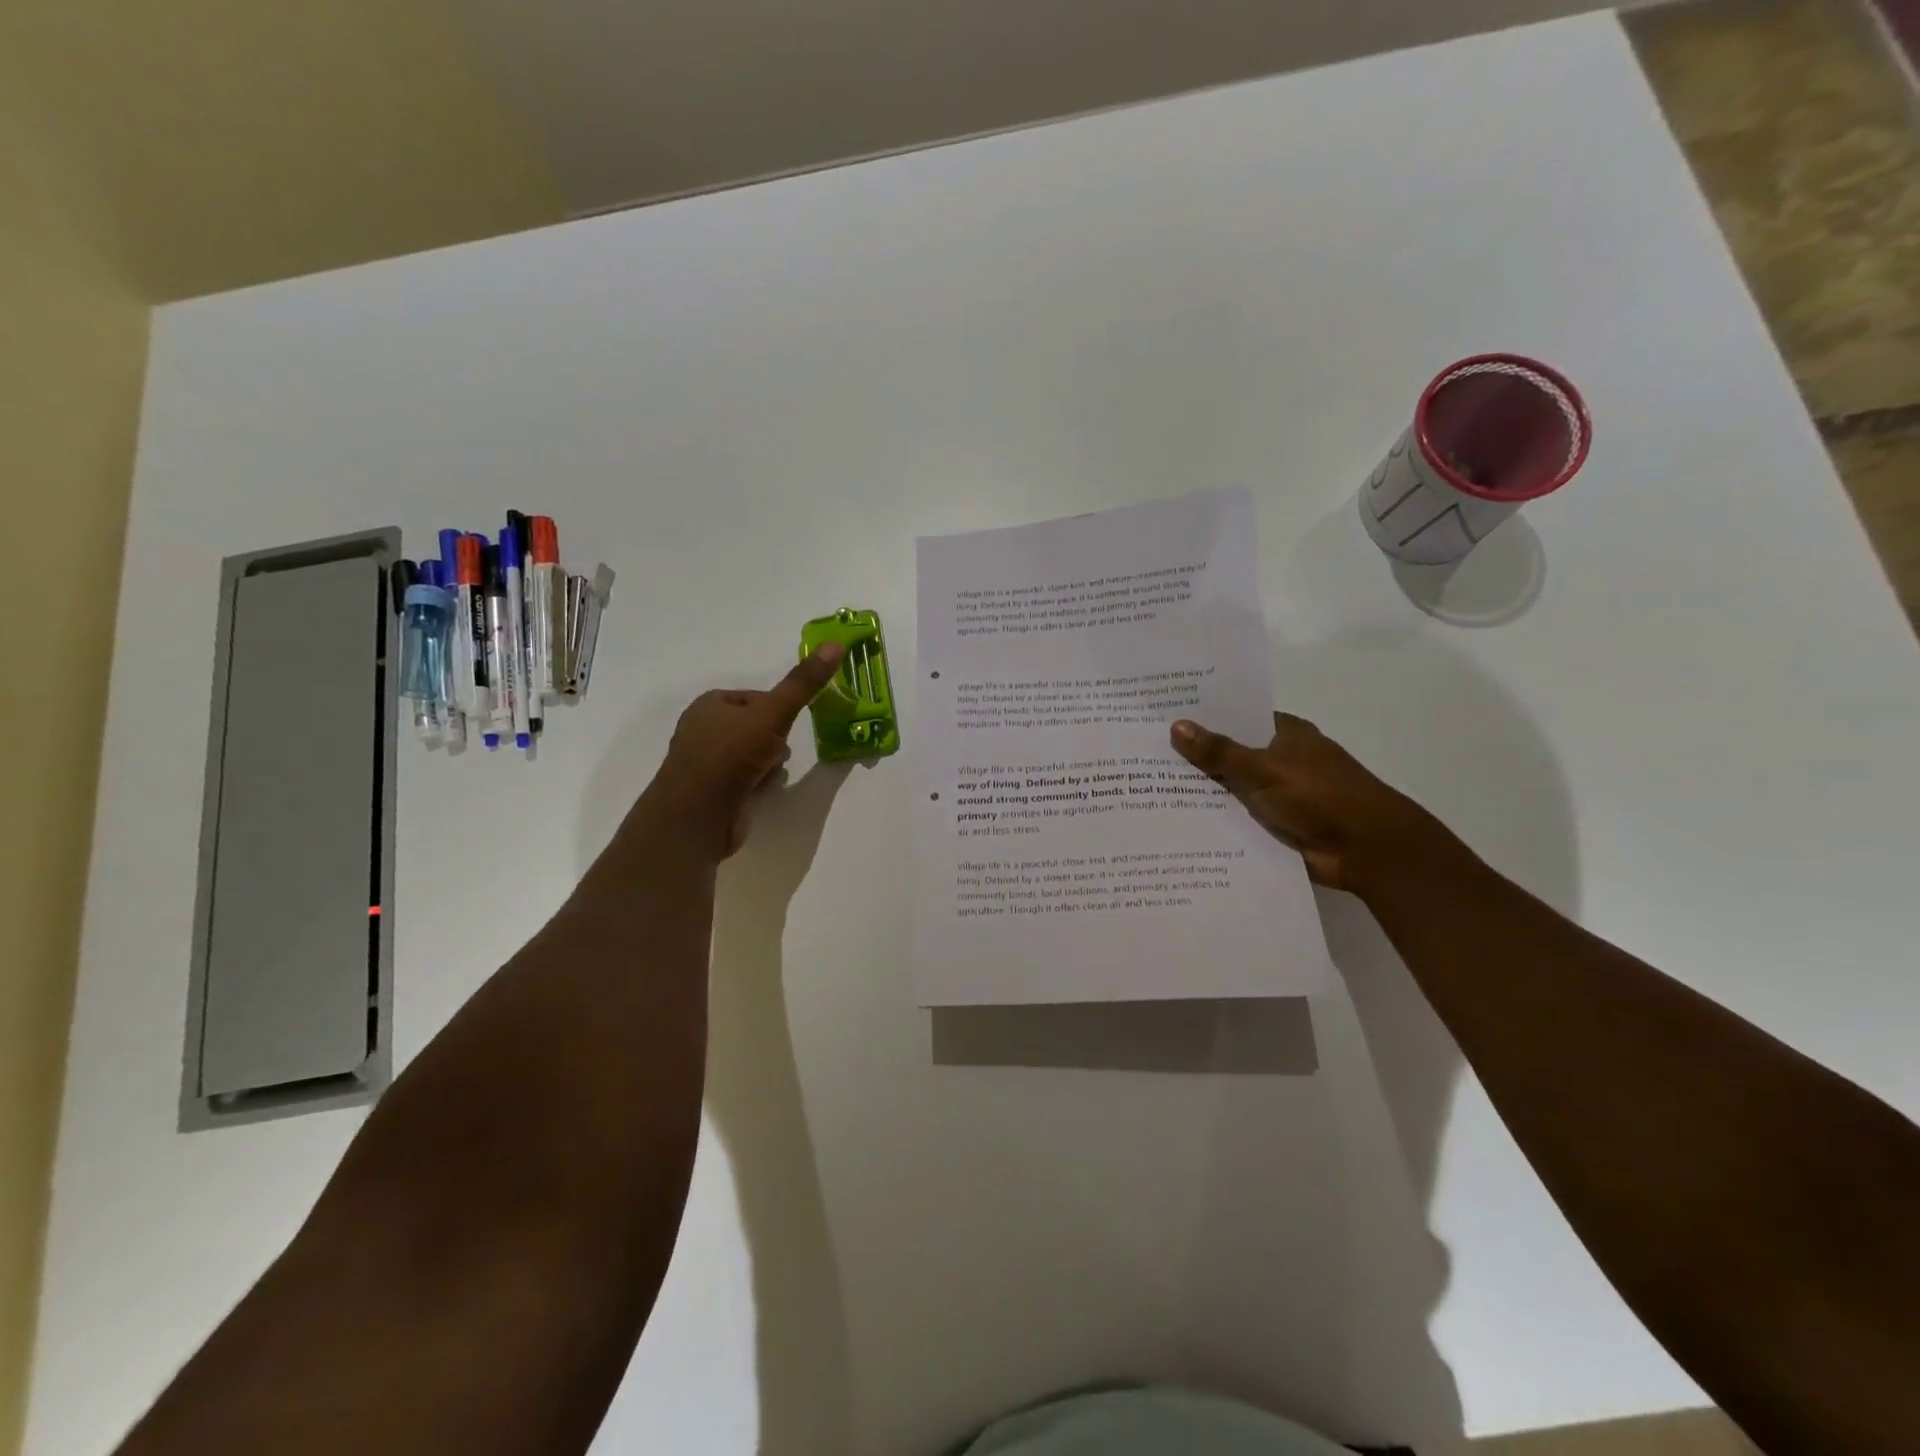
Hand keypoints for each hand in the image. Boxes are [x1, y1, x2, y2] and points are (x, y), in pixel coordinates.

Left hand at [636, 644, 846, 861]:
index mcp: (711, 704)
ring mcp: (709, 763)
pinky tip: (765, 789)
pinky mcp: (715, 792)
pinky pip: (748, 779)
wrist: (699, 815)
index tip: (789, 722)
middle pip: (758, 727)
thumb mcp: (773, 713)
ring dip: (771, 762)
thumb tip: (835, 644)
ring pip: (755, 754)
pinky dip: (760, 782)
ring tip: (772, 772)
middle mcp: (705, 730)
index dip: (778, 709)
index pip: (757, 697)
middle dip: (775, 739)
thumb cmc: (731, 755)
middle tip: (779, 750)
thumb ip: (803, 683)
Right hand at [1170, 713, 1448, 894]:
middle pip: (1229, 752)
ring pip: (1231, 787)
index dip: (1202, 717)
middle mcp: (1280, 759)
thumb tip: (1177, 726)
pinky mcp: (1276, 824)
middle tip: (1143, 754)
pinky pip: (1237, 817)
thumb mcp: (1264, 769)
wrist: (1368, 850)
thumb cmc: (1321, 796)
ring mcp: (1278, 793)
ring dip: (1201, 791)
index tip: (1161, 717)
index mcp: (1284, 733)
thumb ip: (1219, 751)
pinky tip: (1177, 820)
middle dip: (1194, 756)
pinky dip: (1215, 819)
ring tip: (1147, 787)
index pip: (1236, 716)